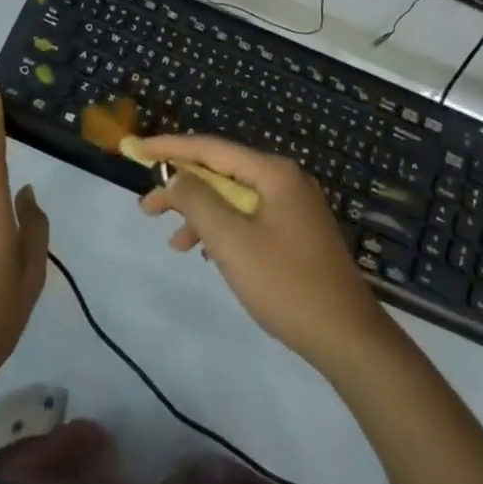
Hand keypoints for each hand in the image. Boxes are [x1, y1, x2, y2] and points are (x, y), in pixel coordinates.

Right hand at [137, 134, 392, 372]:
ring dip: (200, 214)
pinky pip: (248, 218)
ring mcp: (294, 207)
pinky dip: (223, 231)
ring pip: (234, 198)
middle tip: (147, 209)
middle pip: (222, 172)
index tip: (134, 148)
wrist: (347, 336)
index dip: (169, 147)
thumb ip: (197, 200)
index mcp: (273, 173)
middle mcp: (285, 180)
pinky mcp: (296, 232)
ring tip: (172, 242)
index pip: (210, 148)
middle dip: (182, 187)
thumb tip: (176, 175)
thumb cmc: (285, 283)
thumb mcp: (231, 240)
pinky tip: (207, 255)